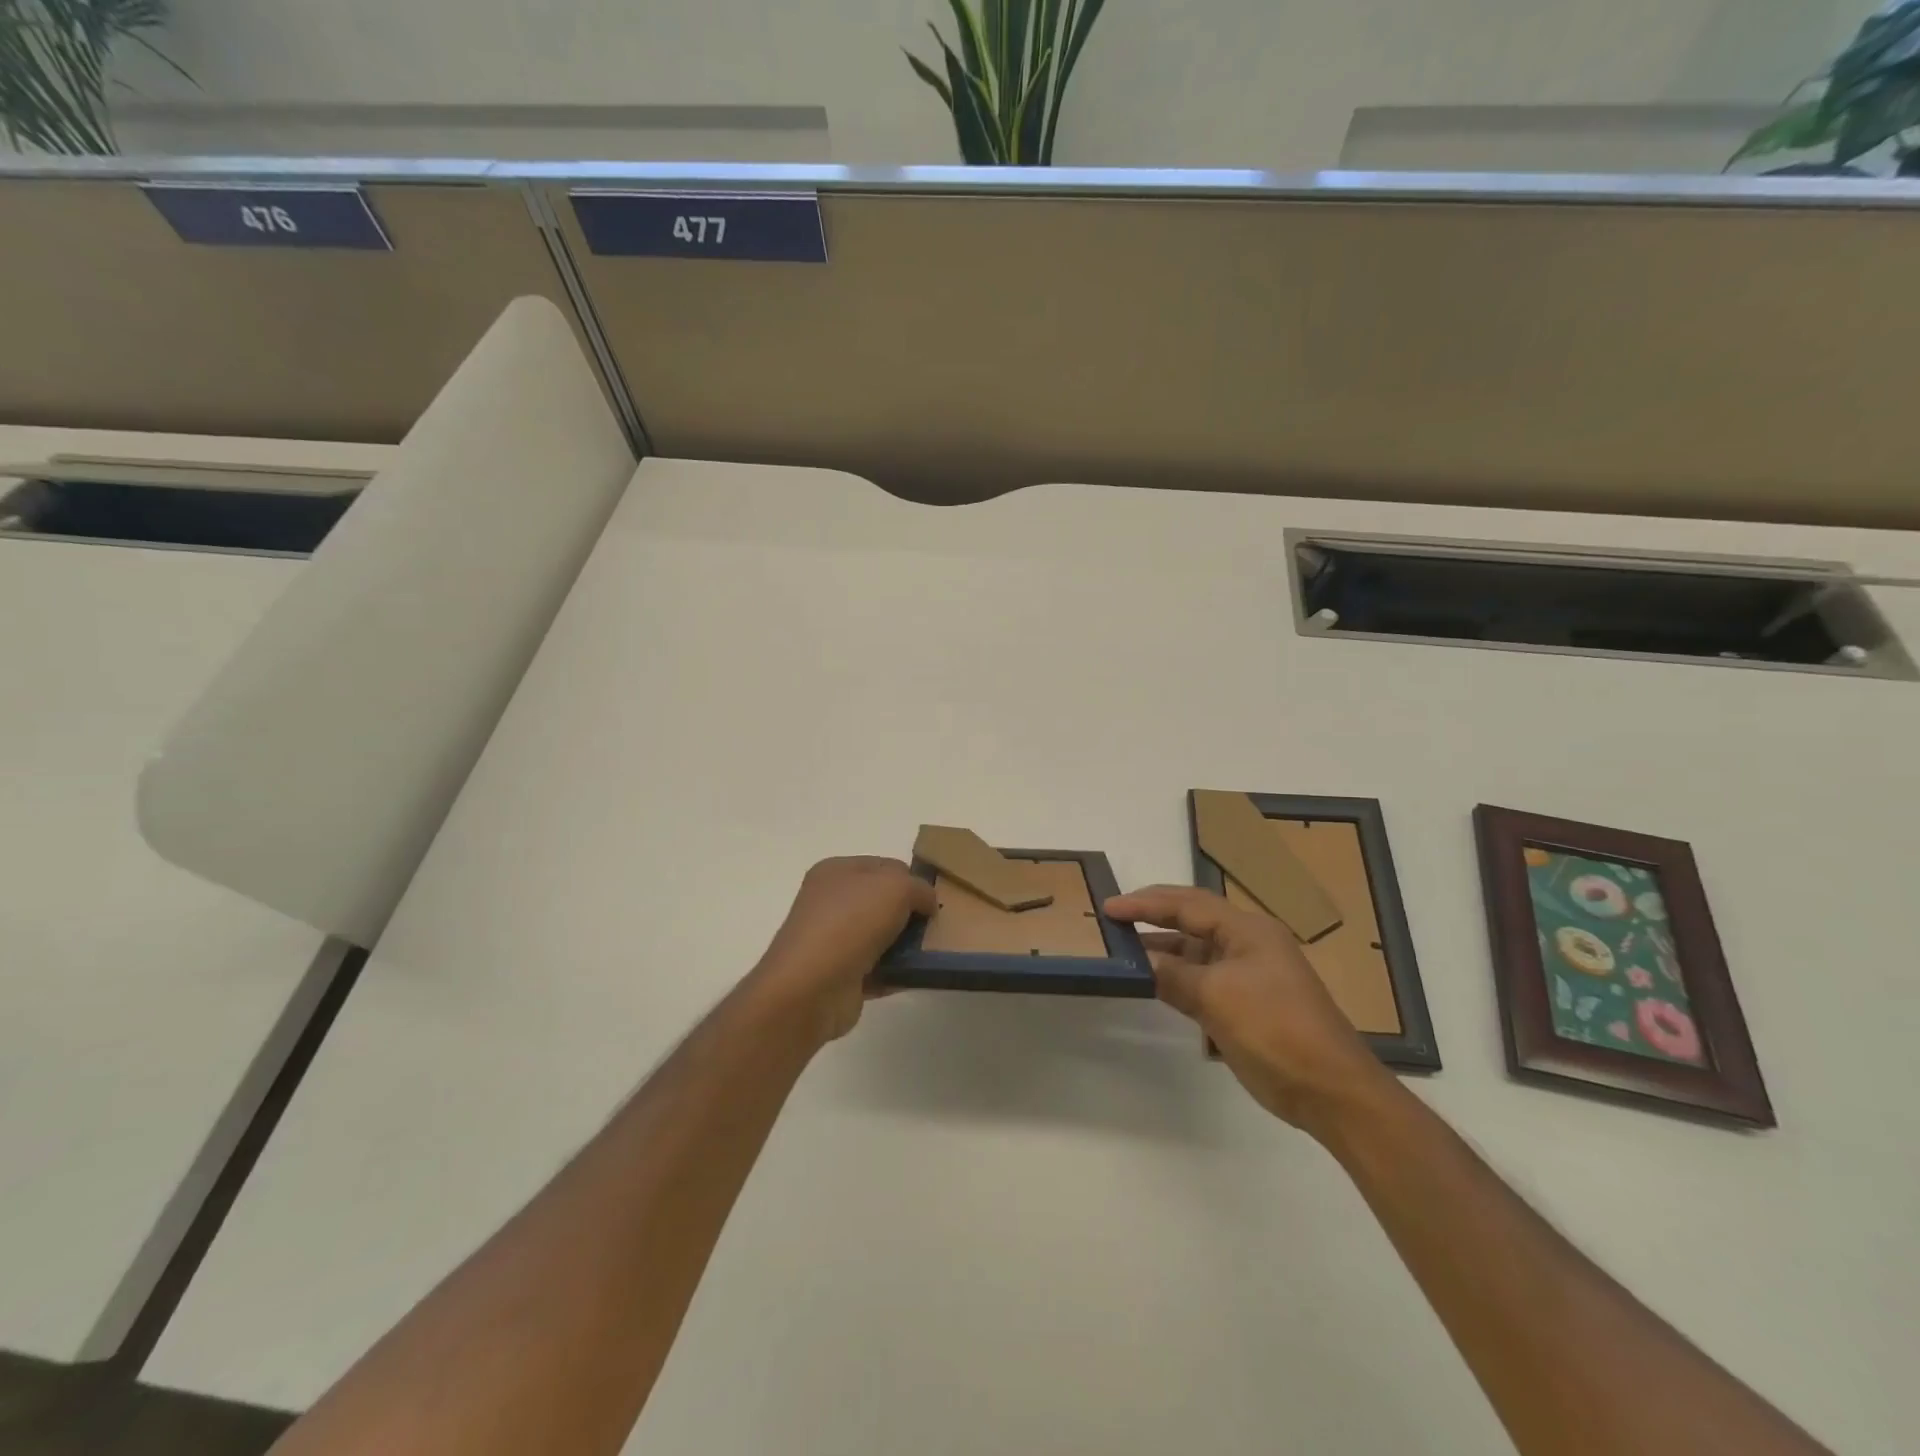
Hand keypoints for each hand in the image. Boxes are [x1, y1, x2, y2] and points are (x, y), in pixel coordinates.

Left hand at [751, 857, 934, 1046]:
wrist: (811, 987)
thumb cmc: (851, 922)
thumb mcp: (896, 888)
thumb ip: (919, 888)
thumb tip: (927, 904)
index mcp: (836, 871)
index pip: (885, 866)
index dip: (911, 879)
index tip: (933, 900)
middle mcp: (831, 902)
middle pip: (883, 902)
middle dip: (910, 913)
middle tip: (935, 927)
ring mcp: (833, 940)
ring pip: (881, 936)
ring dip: (906, 945)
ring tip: (932, 953)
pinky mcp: (840, 975)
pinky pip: (878, 969)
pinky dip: (897, 973)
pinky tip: (919, 976)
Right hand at [1105, 885, 1396, 1135]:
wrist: (1331, 1090)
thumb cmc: (1275, 1030)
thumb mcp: (1217, 998)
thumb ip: (1173, 976)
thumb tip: (1140, 964)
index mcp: (1248, 930)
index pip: (1187, 904)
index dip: (1145, 903)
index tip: (1109, 907)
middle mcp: (1248, 944)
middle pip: (1191, 921)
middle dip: (1152, 919)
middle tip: (1112, 921)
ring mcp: (1248, 975)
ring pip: (1195, 953)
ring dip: (1162, 952)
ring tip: (1122, 951)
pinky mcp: (1246, 1004)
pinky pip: (1202, 981)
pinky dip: (1176, 979)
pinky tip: (1152, 983)